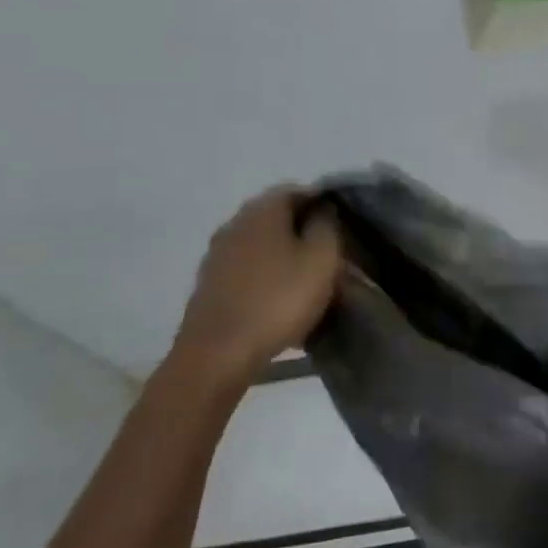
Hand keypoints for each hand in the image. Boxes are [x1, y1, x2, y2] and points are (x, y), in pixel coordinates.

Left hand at [170, 187, 340, 393]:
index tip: (340, 227)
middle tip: (325, 255)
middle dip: (301, 231)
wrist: (216, 356)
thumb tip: (323, 211)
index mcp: (262, 210)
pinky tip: (276, 302)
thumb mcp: (321, 260)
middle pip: (275, 217)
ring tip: (303, 282)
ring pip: (259, 245)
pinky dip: (263, 279)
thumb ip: (327, 227)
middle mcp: (235, 224)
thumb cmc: (277, 300)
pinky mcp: (208, 286)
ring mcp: (216, 256)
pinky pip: (244, 271)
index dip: (321, 204)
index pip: (296, 190)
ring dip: (281, 257)